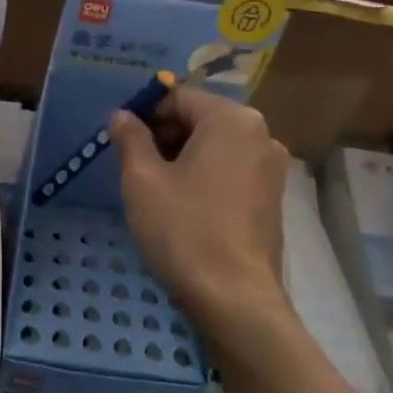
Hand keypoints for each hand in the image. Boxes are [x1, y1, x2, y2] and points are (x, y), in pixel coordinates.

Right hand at [110, 87, 290, 333]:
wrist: (234, 296)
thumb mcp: (143, 180)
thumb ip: (131, 138)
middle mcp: (260, 134)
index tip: (120, 138)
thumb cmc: (183, 229)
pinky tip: (183, 202)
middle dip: (164, 134)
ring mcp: (271, 167)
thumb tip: (122, 115)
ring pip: (215, 145)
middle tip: (133, 164)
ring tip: (154, 186)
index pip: (179, 96)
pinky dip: (204, 174)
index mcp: (231, 120)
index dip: (145, 112)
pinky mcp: (272, 196)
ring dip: (182, 155)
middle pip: (200, 118)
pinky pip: (231, 168)